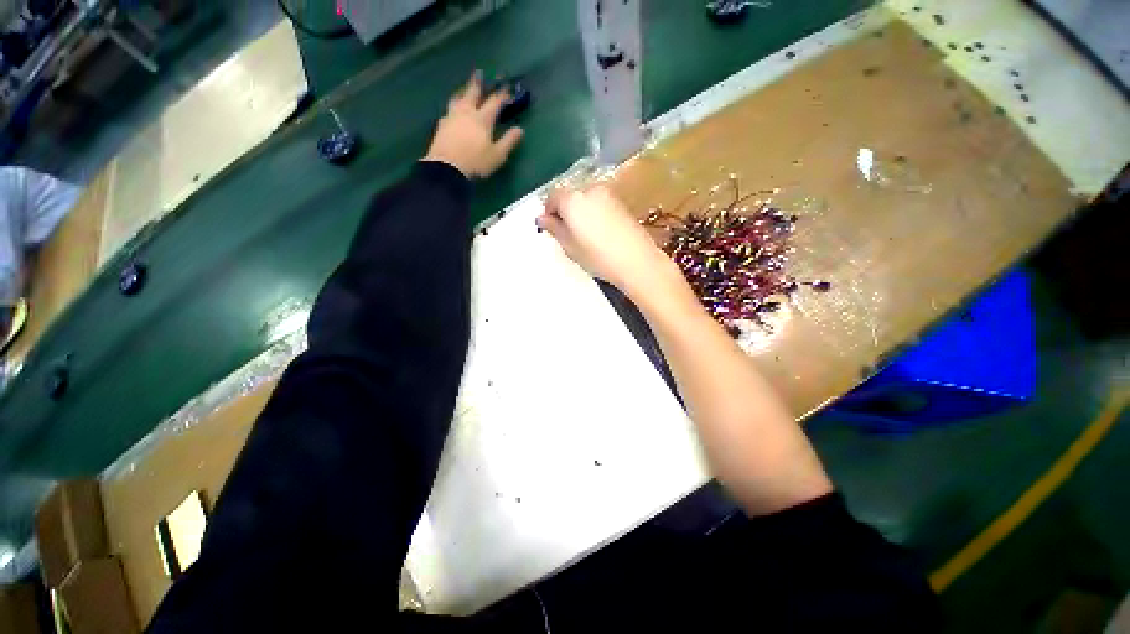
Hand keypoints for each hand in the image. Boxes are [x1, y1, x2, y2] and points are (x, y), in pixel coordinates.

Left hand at [423, 72, 524, 178]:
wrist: (447, 168)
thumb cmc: (476, 162)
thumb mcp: (497, 155)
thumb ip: (509, 141)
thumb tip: (520, 130)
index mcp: (482, 119)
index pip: (494, 102)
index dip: (501, 95)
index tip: (507, 87)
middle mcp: (467, 113)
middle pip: (472, 94)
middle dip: (477, 83)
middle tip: (479, 72)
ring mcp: (452, 118)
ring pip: (458, 99)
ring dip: (463, 92)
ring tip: (464, 89)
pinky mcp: (441, 126)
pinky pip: (448, 111)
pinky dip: (453, 107)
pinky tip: (452, 110)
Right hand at [537, 186, 675, 295]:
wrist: (636, 260)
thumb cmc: (597, 256)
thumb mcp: (569, 246)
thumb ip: (554, 228)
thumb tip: (541, 218)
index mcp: (572, 199)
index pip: (553, 197)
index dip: (548, 211)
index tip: (550, 227)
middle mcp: (589, 190)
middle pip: (570, 195)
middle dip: (565, 210)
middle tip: (566, 232)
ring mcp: (608, 194)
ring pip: (586, 198)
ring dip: (580, 211)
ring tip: (583, 234)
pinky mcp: (621, 202)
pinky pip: (600, 203)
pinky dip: (594, 212)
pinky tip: (599, 232)